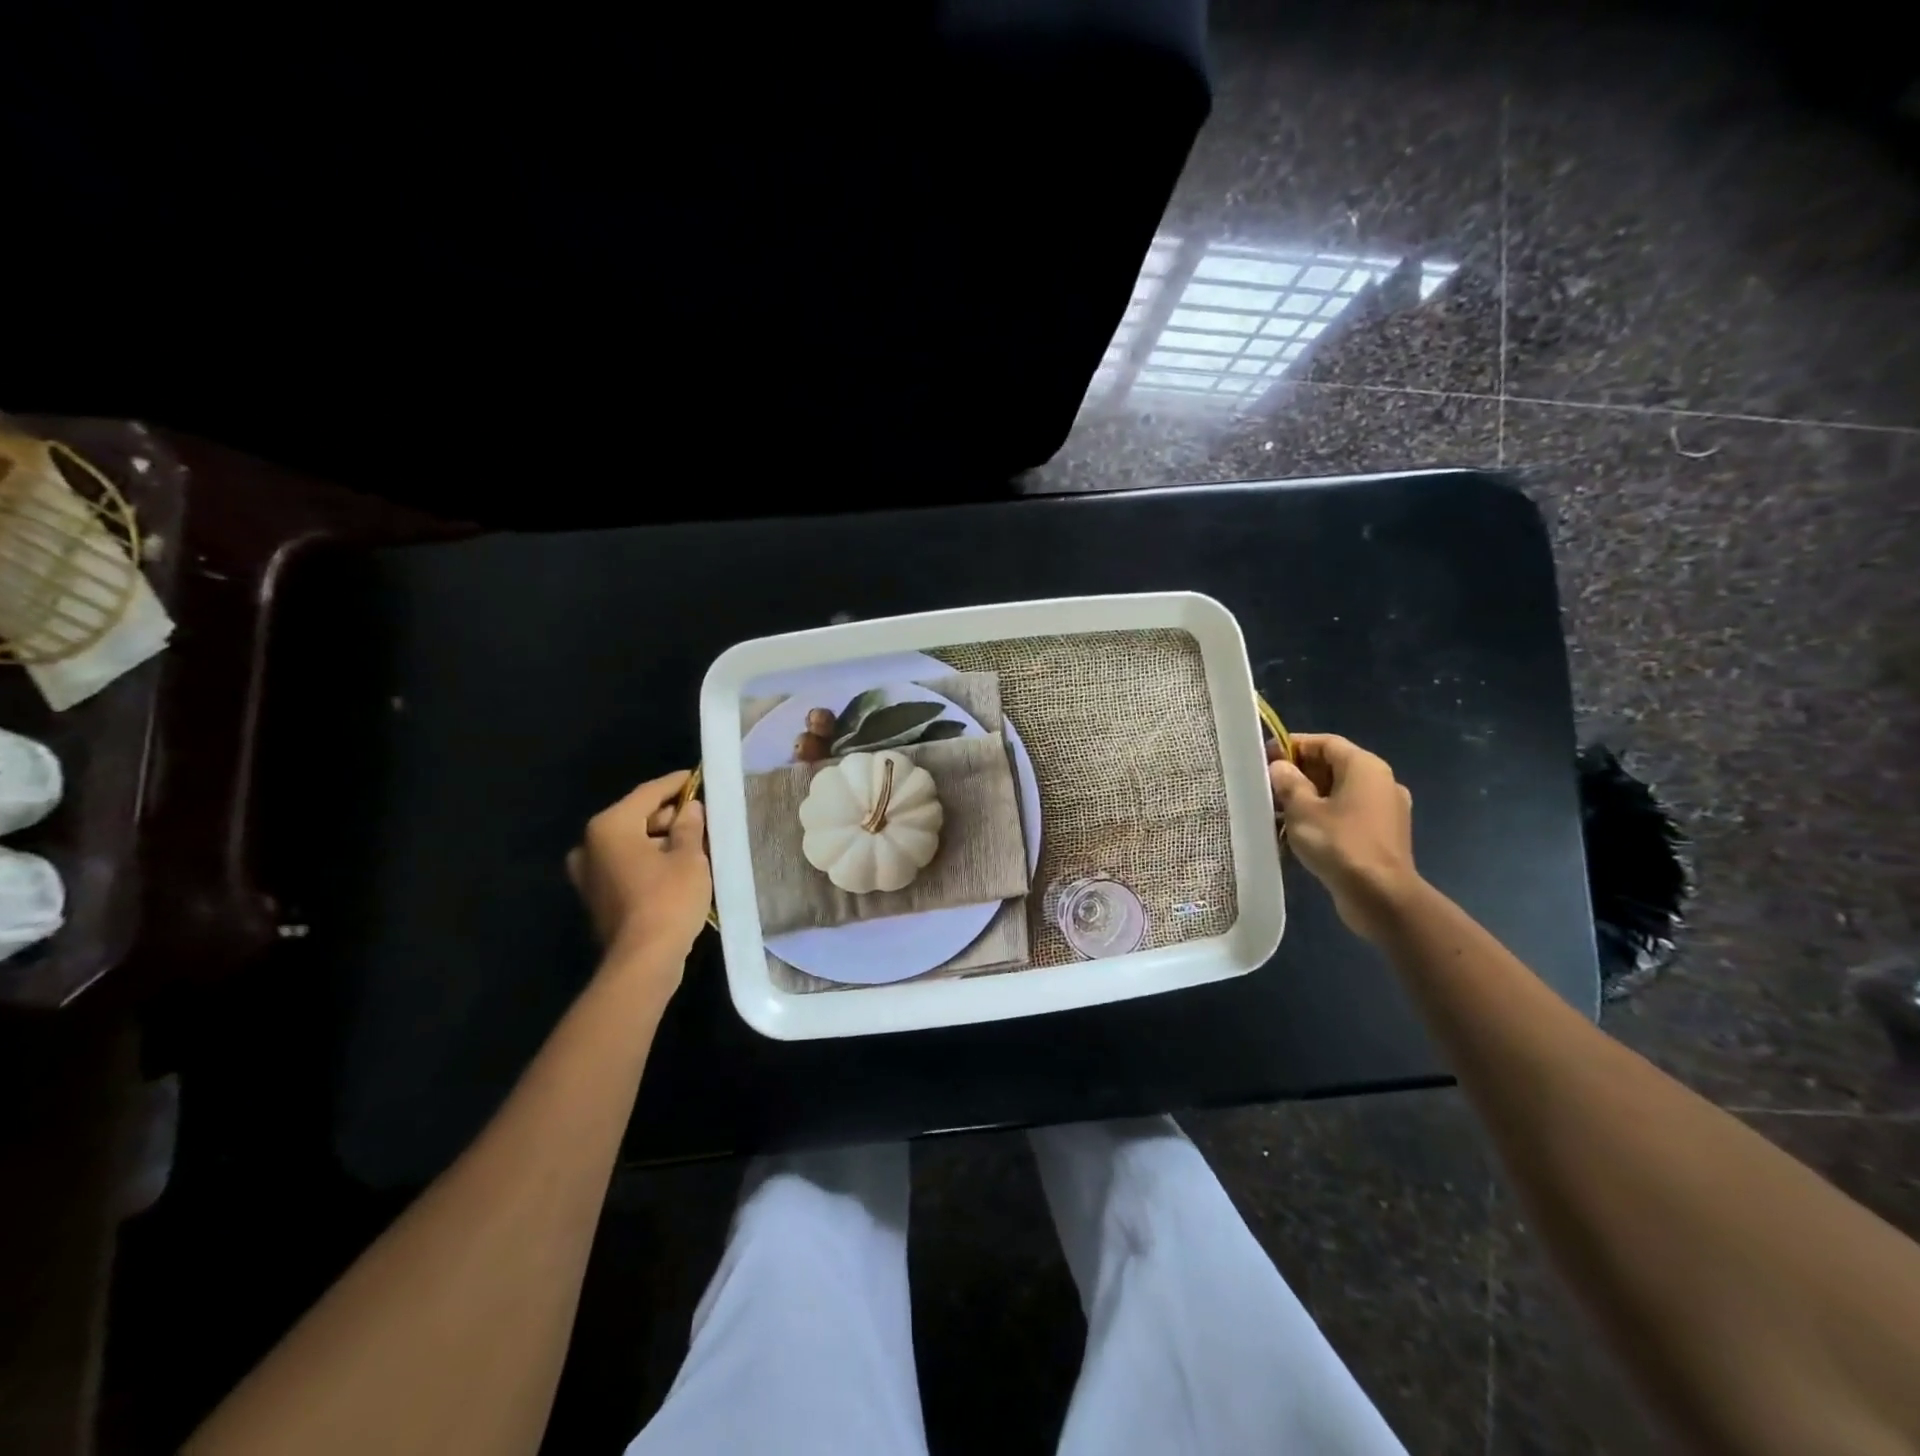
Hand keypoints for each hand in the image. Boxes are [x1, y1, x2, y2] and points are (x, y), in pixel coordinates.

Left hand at [566, 771, 710, 973]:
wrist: (643, 960)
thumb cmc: (668, 899)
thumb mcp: (689, 856)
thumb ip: (689, 826)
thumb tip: (690, 808)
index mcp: (609, 826)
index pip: (648, 793)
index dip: (676, 784)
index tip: (697, 777)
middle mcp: (590, 845)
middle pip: (635, 817)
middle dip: (668, 815)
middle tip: (701, 815)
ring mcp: (588, 873)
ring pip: (630, 843)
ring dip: (659, 840)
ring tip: (694, 841)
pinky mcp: (596, 896)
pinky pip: (625, 865)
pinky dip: (648, 860)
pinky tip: (675, 866)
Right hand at [1268, 734, 1419, 943]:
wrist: (1381, 897)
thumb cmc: (1339, 844)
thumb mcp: (1302, 810)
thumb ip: (1288, 783)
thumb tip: (1281, 768)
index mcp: (1365, 767)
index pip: (1325, 742)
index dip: (1293, 745)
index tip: (1265, 757)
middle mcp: (1380, 782)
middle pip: (1333, 766)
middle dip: (1298, 773)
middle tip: (1267, 785)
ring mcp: (1384, 810)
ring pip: (1338, 793)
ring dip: (1307, 797)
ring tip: (1276, 811)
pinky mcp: (1382, 835)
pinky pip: (1347, 814)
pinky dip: (1323, 817)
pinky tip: (1298, 833)